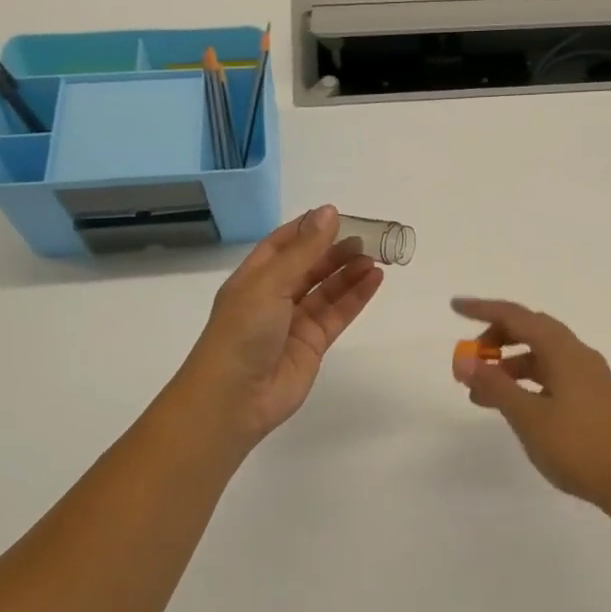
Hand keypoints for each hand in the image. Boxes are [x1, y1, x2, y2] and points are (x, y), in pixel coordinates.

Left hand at [177, 207, 383, 450]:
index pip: (283, 244)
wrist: (234, 399)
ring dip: (350, 272)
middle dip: (336, 250)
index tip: (340, 217)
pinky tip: (374, 279)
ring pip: (327, 289)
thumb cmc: (242, 332)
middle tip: (368, 238)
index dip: (309, 229)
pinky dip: (356, 296)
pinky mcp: (313, 344)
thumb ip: (305, 250)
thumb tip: (330, 211)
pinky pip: (338, 313)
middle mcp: (273, 296)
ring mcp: (294, 322)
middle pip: (309, 265)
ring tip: (376, 257)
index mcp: (254, 277)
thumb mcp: (270, 283)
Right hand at [451, 297, 610, 517]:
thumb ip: (495, 385)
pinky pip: (552, 374)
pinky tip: (513, 404)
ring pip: (541, 355)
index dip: (483, 309)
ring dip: (510, 364)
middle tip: (470, 360)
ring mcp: (588, 376)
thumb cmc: (579, 446)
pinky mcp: (592, 397)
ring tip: (481, 393)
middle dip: (496, 338)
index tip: (455, 307)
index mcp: (564, 350)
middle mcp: (578, 354)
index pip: (517, 316)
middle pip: (531, 330)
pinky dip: (527, 381)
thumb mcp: (528, 417)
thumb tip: (464, 360)